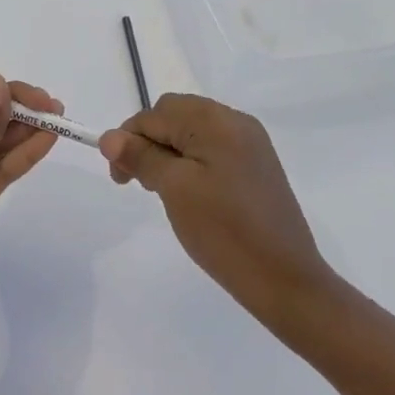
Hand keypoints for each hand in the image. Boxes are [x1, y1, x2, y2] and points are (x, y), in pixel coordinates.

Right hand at [99, 94, 334, 332]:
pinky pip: (211, 149)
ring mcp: (250, 143)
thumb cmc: (224, 231)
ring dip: (168, 154)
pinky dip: (191, 163)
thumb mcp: (174, 189)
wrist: (285, 279)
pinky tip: (190, 194)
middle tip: (141, 184)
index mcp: (216, 120)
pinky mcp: (256, 166)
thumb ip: (141, 156)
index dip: (129, 141)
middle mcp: (235, 121)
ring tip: (165, 192)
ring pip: (191, 132)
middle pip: (174, 115)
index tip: (120, 179)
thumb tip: (109, 137)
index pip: (154, 115)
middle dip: (148, 143)